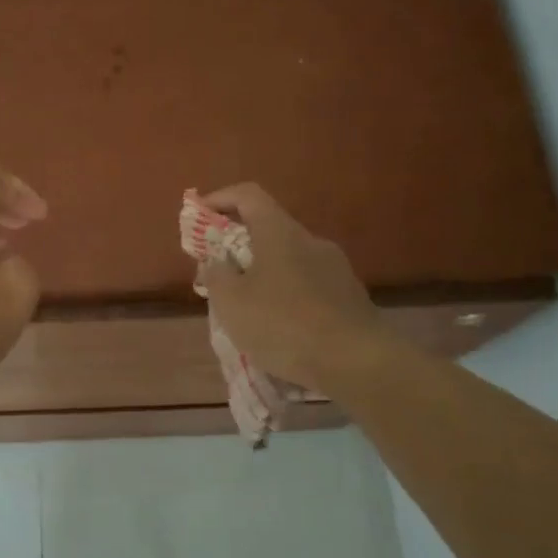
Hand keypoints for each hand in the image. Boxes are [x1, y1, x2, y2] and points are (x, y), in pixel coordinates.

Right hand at [197, 183, 379, 394]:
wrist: (358, 362)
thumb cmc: (284, 324)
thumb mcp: (232, 302)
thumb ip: (217, 275)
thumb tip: (218, 261)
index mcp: (280, 232)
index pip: (248, 195)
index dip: (220, 198)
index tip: (199, 214)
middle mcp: (311, 241)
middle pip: (270, 229)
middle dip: (240, 246)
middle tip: (219, 273)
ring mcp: (336, 268)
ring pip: (289, 261)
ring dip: (264, 275)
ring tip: (247, 309)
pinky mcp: (350, 297)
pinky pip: (308, 286)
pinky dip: (287, 296)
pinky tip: (280, 328)